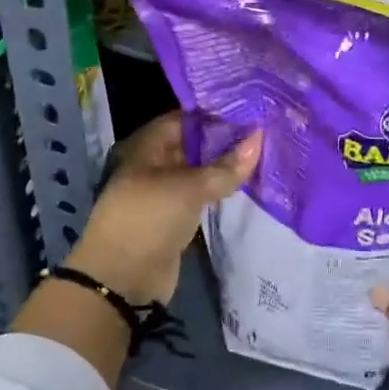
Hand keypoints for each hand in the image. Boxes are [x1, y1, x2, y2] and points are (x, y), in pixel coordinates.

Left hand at [65, 111, 261, 305]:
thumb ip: (225, 166)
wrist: (123, 280)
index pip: (186, 118)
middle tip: (265, 130)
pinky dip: (222, 189)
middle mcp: (155, 164)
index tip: (252, 108)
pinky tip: (249, 183)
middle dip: (226, 139)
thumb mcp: (188, 188)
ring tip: (264, 153)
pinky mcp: (176, 217)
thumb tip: (260, 138)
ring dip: (226, 166)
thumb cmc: (148, 219)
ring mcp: (165, 192)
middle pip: (194, 144)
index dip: (216, 113)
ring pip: (201, 171)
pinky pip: (203, 195)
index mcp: (148, 147)